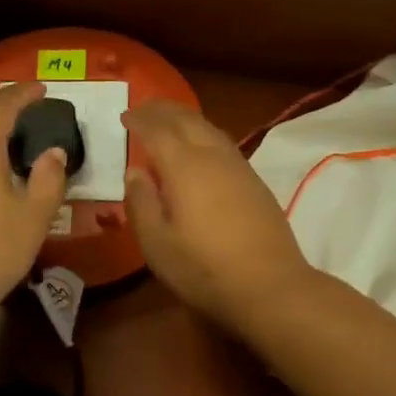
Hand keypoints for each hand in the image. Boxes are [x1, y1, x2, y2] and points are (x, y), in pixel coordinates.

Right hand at [122, 100, 315, 335]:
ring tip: (169, 122)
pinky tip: (200, 151)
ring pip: (209, 129)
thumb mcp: (157, 244)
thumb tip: (135, 172)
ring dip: (186, 119)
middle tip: (143, 108)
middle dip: (163, 110)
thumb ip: (141, 203)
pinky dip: (204, 135)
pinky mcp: (256, 183)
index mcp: (184, 166)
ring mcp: (240, 168)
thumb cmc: (204, 269)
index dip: (139, 120)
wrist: (270, 286)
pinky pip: (223, 144)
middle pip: (187, 119)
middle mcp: (213, 156)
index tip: (124, 116)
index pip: (157, 130)